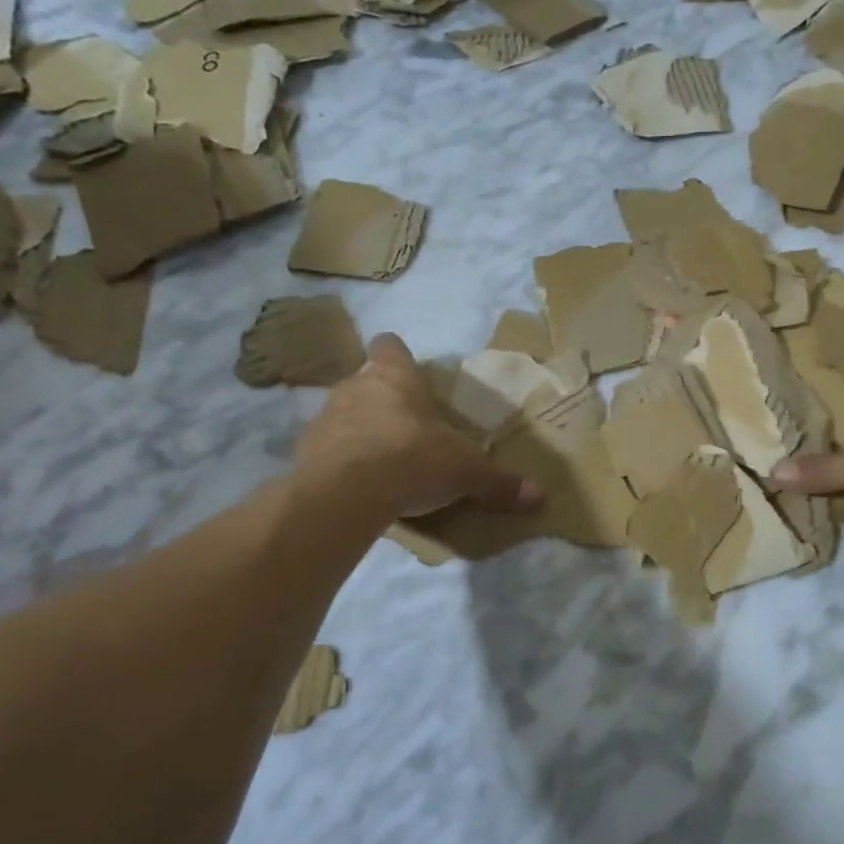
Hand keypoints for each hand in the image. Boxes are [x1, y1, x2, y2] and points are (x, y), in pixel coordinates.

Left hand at [296, 334, 543, 520]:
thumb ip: (499, 482)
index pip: (389, 346)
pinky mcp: (304, 450)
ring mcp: (325, 416)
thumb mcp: (466, 472)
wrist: (349, 492)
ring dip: (358, 429)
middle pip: (366, 379)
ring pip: (343, 412)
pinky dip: (338, 460)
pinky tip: (356, 484)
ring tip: (380, 460)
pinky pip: (325, 447)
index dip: (398, 357)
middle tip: (405, 428)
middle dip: (382, 399)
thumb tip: (540, 497)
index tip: (410, 375)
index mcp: (396, 377)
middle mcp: (356, 386)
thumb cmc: (414, 459)